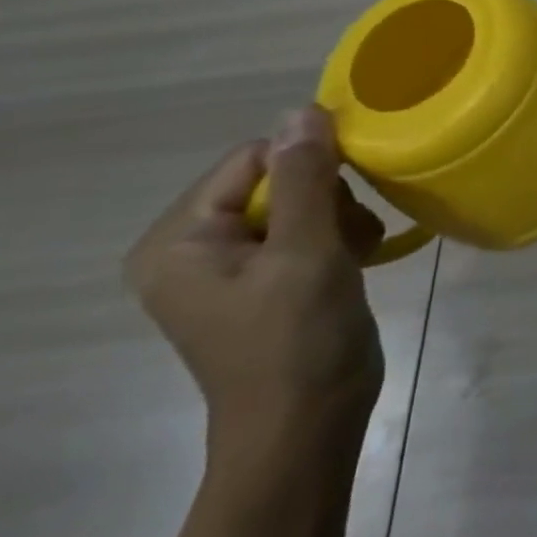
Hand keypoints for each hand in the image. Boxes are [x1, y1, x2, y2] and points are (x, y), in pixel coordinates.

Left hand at [125, 108, 385, 466]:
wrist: (307, 426)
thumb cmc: (297, 339)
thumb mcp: (305, 252)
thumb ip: (304, 178)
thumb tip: (302, 110)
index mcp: (179, 241)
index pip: (252, 158)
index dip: (309, 163)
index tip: (352, 190)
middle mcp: (194, 248)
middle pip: (277, 178)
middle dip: (328, 197)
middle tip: (350, 234)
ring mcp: (232, 266)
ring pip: (301, 201)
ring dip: (340, 217)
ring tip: (356, 252)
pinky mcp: (267, 280)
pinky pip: (306, 229)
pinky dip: (339, 236)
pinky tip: (356, 260)